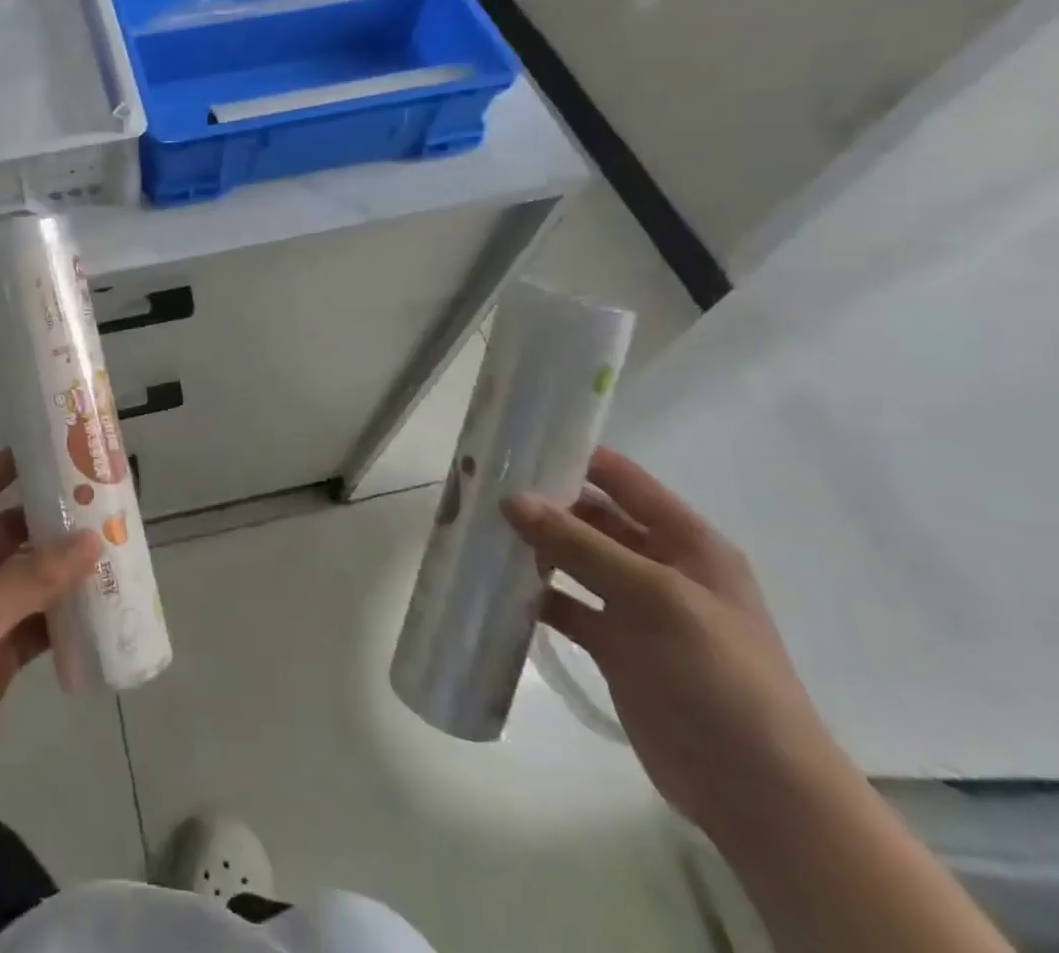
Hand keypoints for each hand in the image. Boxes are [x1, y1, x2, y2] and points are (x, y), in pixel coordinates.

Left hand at [0, 451, 101, 851]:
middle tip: (102, 504)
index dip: (9, 465)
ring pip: (32, 581)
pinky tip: (101, 614)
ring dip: (65, 570)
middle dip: (52, 518)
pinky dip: (66, 620)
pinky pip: (40, 627)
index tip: (54, 447)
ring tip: (113, 552)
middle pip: (13, 533)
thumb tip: (92, 540)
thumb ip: (30, 580)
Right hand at [503, 448, 854, 843]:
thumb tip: (511, 498)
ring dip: (531, 545)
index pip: (623, 480)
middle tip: (479, 487)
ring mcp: (635, 608)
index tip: (513, 441)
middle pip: (590, 517)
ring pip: (571, 559)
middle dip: (540, 502)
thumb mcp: (657, 599)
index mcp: (686, 543)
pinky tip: (492, 584)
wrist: (759, 793)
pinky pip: (563, 604)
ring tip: (475, 527)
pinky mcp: (614, 645)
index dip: (574, 455)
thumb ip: (582, 546)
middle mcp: (659, 566)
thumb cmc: (722, 678)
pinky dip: (531, 592)